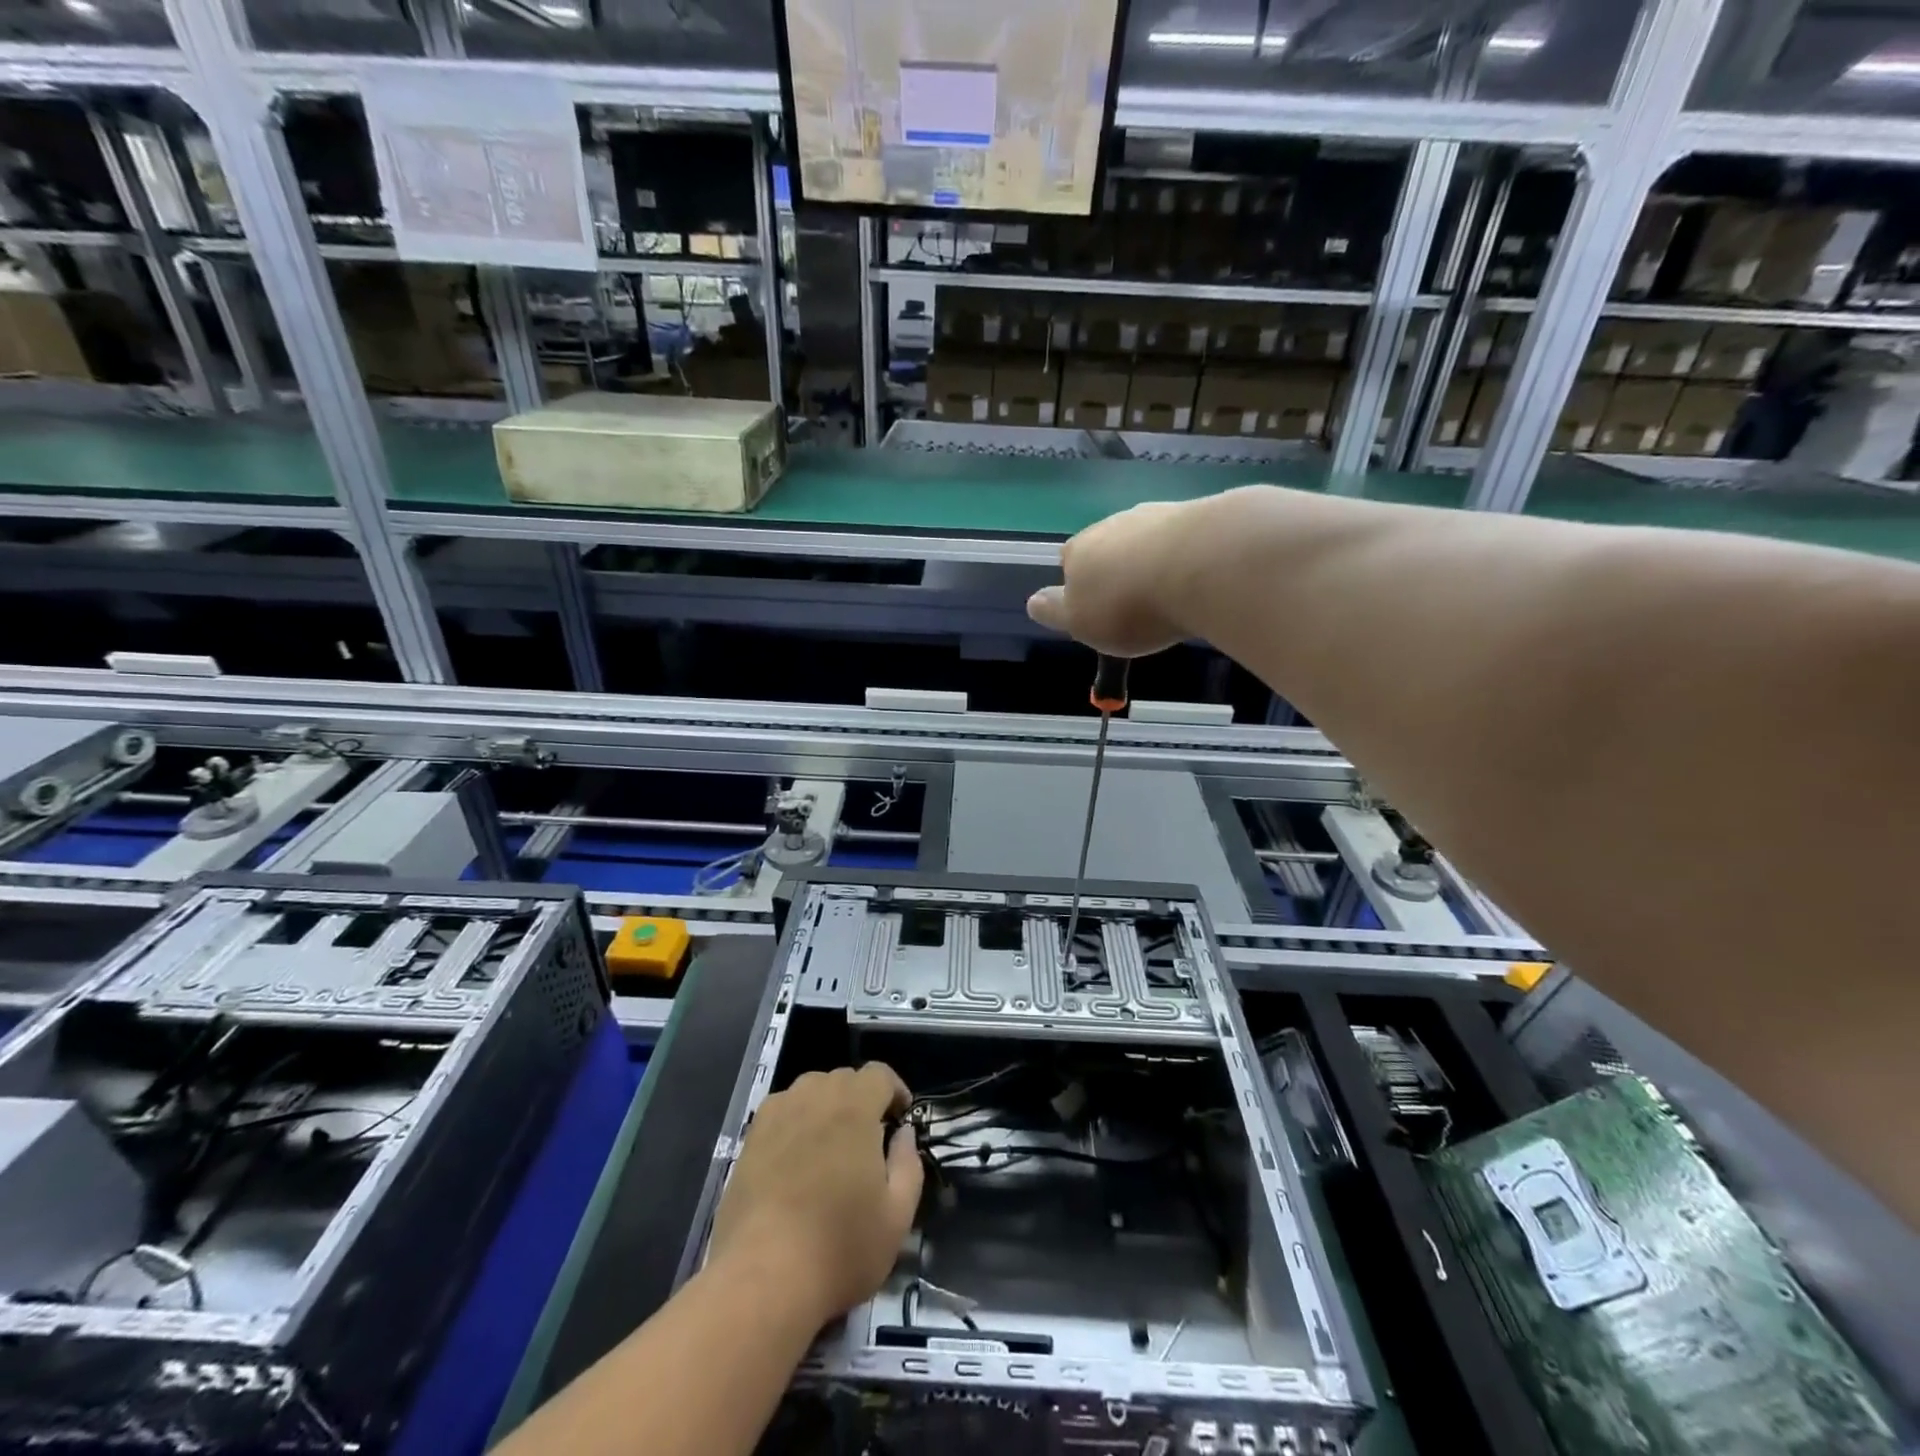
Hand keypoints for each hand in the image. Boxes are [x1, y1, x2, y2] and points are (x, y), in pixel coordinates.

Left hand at [706, 1064, 921, 1326]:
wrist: (762, 1279)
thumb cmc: (840, 1248)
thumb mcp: (897, 1215)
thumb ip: (908, 1164)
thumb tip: (903, 1134)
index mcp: (854, 1106)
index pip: (879, 1074)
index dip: (895, 1091)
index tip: (900, 1120)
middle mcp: (815, 1096)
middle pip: (844, 1080)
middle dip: (862, 1101)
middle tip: (869, 1142)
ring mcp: (777, 1114)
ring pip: (811, 1091)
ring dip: (828, 1108)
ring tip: (832, 1149)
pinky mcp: (750, 1138)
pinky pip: (782, 1111)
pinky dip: (796, 1122)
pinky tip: (796, 1160)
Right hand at [1027, 500, 1194, 657]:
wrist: (1201, 566)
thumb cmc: (1128, 604)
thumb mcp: (1079, 622)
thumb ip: (1055, 611)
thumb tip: (1033, 602)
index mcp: (1078, 550)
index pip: (1067, 560)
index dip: (1077, 581)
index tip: (1092, 604)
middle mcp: (1112, 525)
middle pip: (1106, 545)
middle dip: (1115, 568)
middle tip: (1130, 599)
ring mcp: (1156, 515)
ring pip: (1145, 538)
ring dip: (1150, 558)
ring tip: (1166, 587)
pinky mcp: (1198, 515)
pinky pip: (1183, 537)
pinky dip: (1185, 554)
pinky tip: (1196, 574)